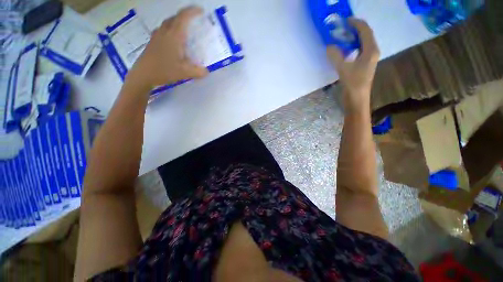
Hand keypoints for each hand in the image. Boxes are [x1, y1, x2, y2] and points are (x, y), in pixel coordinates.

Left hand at [127, 6, 207, 89]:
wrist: (143, 74)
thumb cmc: (164, 70)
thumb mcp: (185, 73)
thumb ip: (198, 71)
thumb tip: (207, 71)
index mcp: (174, 35)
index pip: (184, 17)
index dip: (193, 11)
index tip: (201, 11)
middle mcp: (165, 31)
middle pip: (176, 17)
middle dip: (186, 16)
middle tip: (194, 22)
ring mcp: (157, 35)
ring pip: (169, 22)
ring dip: (178, 22)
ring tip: (186, 30)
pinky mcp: (153, 41)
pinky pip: (164, 29)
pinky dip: (171, 29)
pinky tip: (174, 40)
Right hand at [327, 19, 379, 112]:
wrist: (357, 99)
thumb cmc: (353, 84)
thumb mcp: (343, 69)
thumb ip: (336, 56)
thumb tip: (329, 46)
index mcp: (370, 50)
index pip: (365, 30)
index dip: (356, 23)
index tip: (345, 20)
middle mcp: (372, 52)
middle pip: (365, 35)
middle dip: (354, 29)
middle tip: (341, 28)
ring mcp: (368, 59)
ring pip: (362, 43)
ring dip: (353, 38)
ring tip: (341, 37)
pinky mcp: (363, 65)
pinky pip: (359, 50)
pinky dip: (351, 46)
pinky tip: (343, 49)